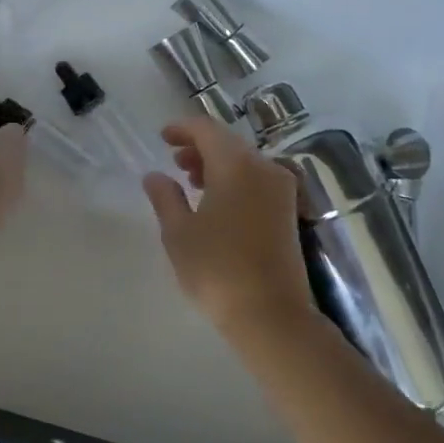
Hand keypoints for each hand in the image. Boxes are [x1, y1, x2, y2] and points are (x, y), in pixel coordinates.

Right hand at [142, 116, 317, 330]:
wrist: (271, 314)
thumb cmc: (218, 269)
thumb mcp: (179, 233)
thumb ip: (165, 197)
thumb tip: (155, 176)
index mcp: (237, 165)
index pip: (207, 129)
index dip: (182, 128)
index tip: (162, 137)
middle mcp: (265, 169)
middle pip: (228, 143)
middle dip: (199, 147)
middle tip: (174, 160)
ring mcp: (281, 190)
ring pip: (244, 162)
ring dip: (216, 164)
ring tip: (190, 180)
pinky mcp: (288, 211)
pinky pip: (256, 180)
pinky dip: (234, 180)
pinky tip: (216, 201)